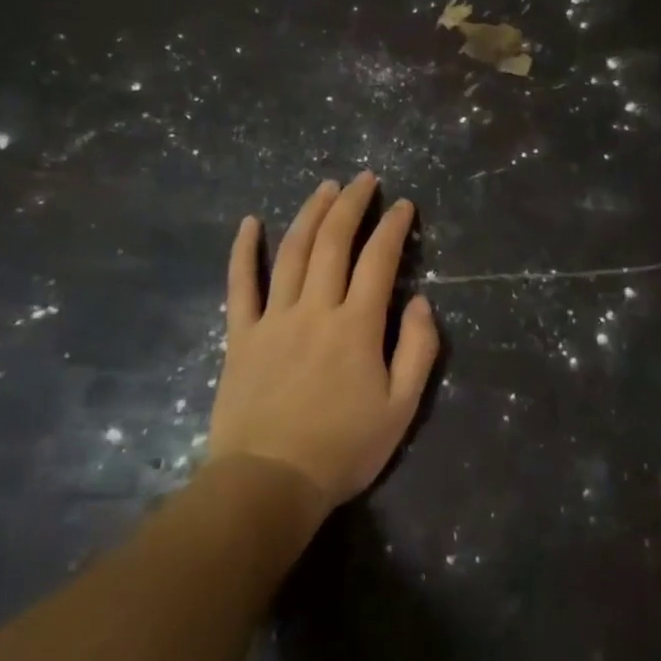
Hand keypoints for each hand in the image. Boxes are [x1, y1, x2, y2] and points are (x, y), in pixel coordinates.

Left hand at [208, 173, 438, 511]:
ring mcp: (273, 319)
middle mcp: (315, 309)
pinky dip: (243, 251)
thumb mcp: (401, 408)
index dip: (393, 228)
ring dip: (309, 214)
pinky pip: (240, 285)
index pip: (379, 261)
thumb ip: (418, 350)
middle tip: (364, 179)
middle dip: (351, 205)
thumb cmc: (343, 449)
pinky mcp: (240, 336)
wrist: (269, 482)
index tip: (403, 205)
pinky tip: (249, 223)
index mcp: (357, 326)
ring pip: (291, 253)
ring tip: (325, 188)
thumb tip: (420, 302)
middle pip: (333, 243)